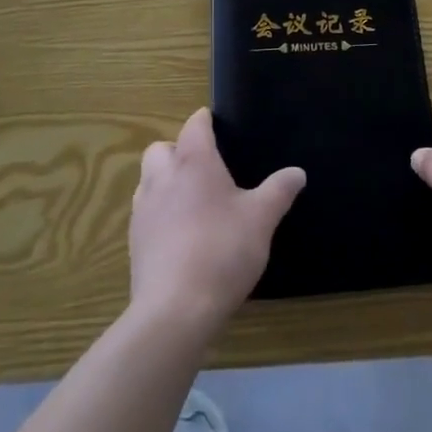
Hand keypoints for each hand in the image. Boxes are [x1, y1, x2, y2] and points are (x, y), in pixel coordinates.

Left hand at [129, 108, 304, 337]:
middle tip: (203, 167)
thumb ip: (279, 191)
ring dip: (164, 181)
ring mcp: (143, 210)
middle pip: (160, 148)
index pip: (194, 125)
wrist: (174, 311)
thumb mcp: (262, 219)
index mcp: (194, 162)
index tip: (218, 126)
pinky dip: (158, 214)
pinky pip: (144, 213)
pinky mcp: (134, 243)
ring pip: (147, 179)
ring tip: (190, 201)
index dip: (205, 121)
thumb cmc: (222, 250)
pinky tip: (179, 235)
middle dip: (177, 150)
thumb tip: (297, 172)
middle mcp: (163, 178)